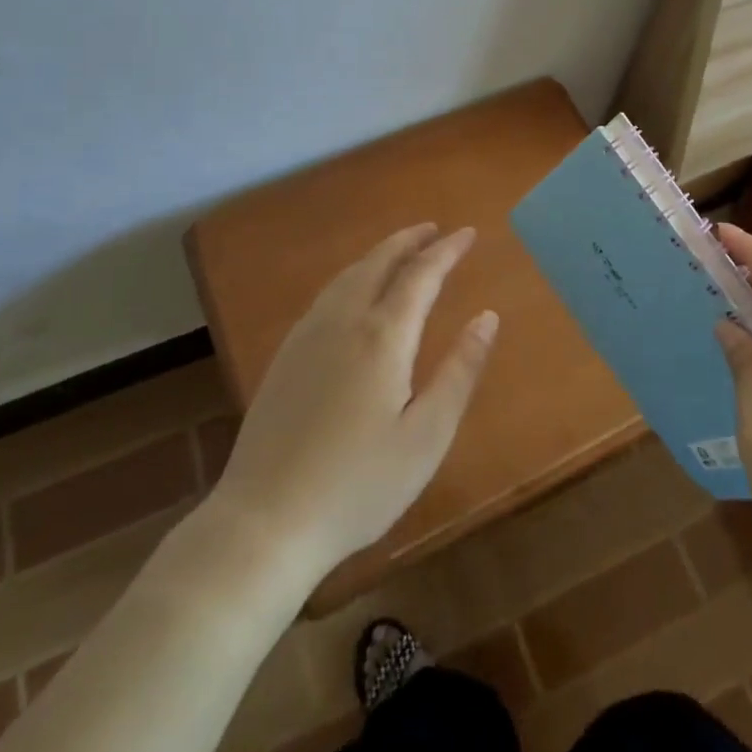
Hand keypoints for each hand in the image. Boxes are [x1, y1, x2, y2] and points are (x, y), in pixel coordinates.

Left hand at [207, 225, 498, 580]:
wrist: (264, 521)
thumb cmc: (358, 485)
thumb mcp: (427, 436)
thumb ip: (460, 371)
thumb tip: (487, 318)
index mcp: (382, 336)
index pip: (421, 275)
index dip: (447, 251)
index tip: (468, 233)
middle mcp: (343, 322)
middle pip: (378, 263)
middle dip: (409, 241)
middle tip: (434, 229)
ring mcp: (307, 337)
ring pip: (348, 276)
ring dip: (379, 255)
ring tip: (401, 250)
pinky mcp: (285, 357)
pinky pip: (326, 296)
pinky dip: (352, 277)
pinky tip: (354, 293)